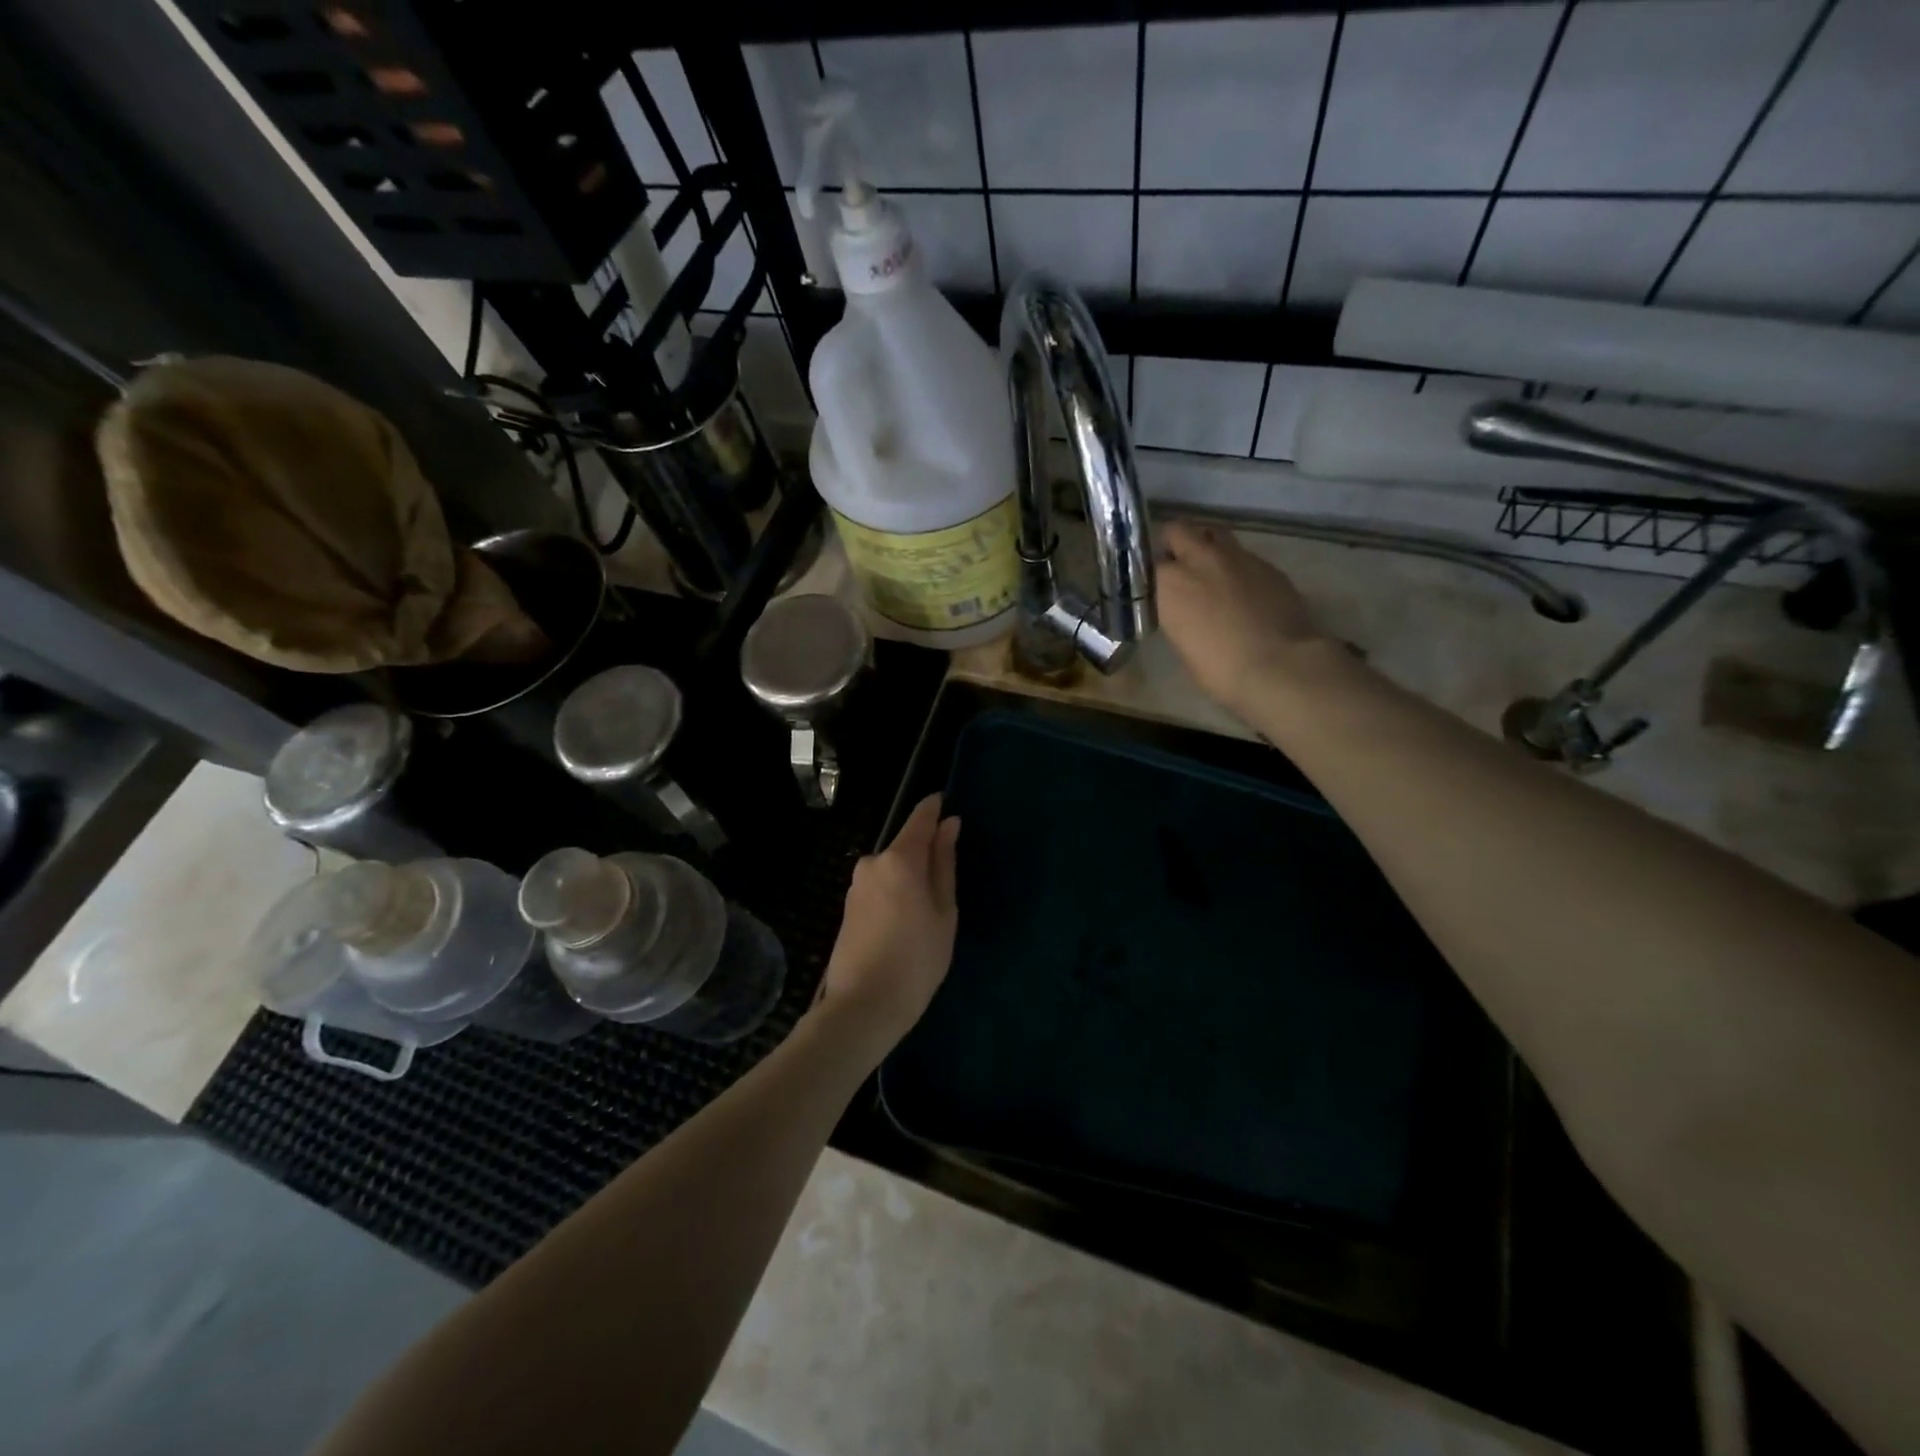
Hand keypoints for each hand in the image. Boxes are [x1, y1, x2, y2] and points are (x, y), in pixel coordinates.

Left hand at [814, 794, 959, 1057]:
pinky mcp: (848, 907)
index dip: (935, 809)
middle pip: (905, 847)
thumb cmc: (916, 960)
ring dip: (910, 880)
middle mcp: (872, 863)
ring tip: (928, 918)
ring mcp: (855, 886)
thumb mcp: (944, 912)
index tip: (948, 805)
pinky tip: (905, 928)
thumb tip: (949, 825)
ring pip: (892, 870)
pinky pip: (880, 888)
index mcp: (899, 859)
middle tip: (948, 891)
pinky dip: (895, 896)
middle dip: (926, 856)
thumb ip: (944, 864)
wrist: (862, 1008)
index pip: (919, 818)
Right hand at [1155, 521, 1328, 717]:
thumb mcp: (1182, 643)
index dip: (1153, 573)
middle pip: (1179, 530)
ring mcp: (1237, 557)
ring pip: (1214, 533)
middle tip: (1179, 565)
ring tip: (1212, 571)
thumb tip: (1183, 607)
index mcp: (1170, 583)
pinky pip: (1244, 555)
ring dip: (1208, 546)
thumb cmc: (1219, 668)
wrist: (1279, 665)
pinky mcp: (1268, 564)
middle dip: (1176, 543)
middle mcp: (1200, 559)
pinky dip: (1238, 567)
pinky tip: (1245, 591)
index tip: (1156, 586)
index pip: (1150, 562)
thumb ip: (1177, 613)